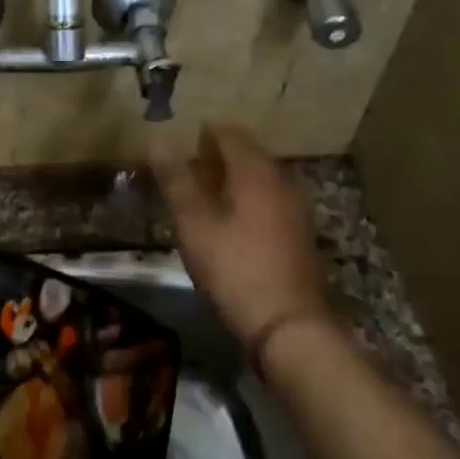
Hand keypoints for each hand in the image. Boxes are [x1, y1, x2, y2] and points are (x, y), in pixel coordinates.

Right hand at [149, 125, 327, 347]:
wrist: (289, 326)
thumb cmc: (234, 270)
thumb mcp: (195, 225)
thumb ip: (176, 180)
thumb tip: (158, 137)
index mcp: (255, 172)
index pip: (230, 134)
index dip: (207, 132)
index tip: (185, 138)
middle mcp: (281, 181)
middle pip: (250, 154)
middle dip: (221, 154)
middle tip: (191, 164)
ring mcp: (296, 209)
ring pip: (263, 178)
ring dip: (236, 177)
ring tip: (207, 191)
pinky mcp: (301, 235)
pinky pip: (272, 200)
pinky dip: (251, 198)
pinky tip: (234, 219)